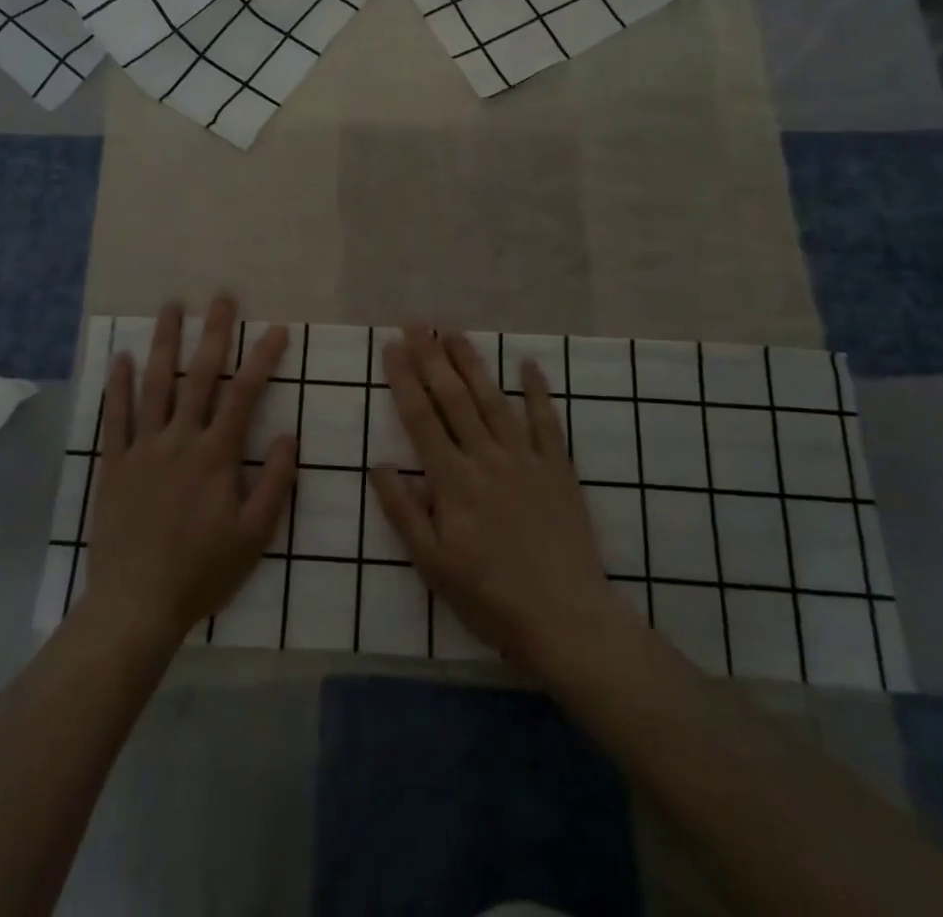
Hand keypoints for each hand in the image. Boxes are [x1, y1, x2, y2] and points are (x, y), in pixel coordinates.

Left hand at [78, 295, 296, 644]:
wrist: (136, 605)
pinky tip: (122, 358)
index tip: (277, 329)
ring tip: (171, 307)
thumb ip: (275, 482)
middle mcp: (179, 440)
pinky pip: (115, 418)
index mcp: (216, 455)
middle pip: (200, 376)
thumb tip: (290, 436)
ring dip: (165, 343)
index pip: (244, 394)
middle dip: (214, 333)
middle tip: (222, 297)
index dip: (263, 358)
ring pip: (156, 385)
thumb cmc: (202, 571)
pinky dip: (118, 386)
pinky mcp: (114, 465)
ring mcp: (142, 449)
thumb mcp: (254, 535)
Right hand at [370, 326, 637, 673]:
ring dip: (473, 364)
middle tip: (417, 324)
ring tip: (455, 333)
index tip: (391, 347)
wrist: (564, 617)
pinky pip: (547, 422)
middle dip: (433, 358)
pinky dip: (537, 392)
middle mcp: (486, 458)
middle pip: (454, 399)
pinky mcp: (558, 469)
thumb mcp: (432, 564)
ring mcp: (525, 459)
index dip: (404, 379)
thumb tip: (378, 465)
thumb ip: (403, 512)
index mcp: (452, 481)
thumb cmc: (489, 596)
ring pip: (494, 400)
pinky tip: (528, 364)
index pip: (421, 418)